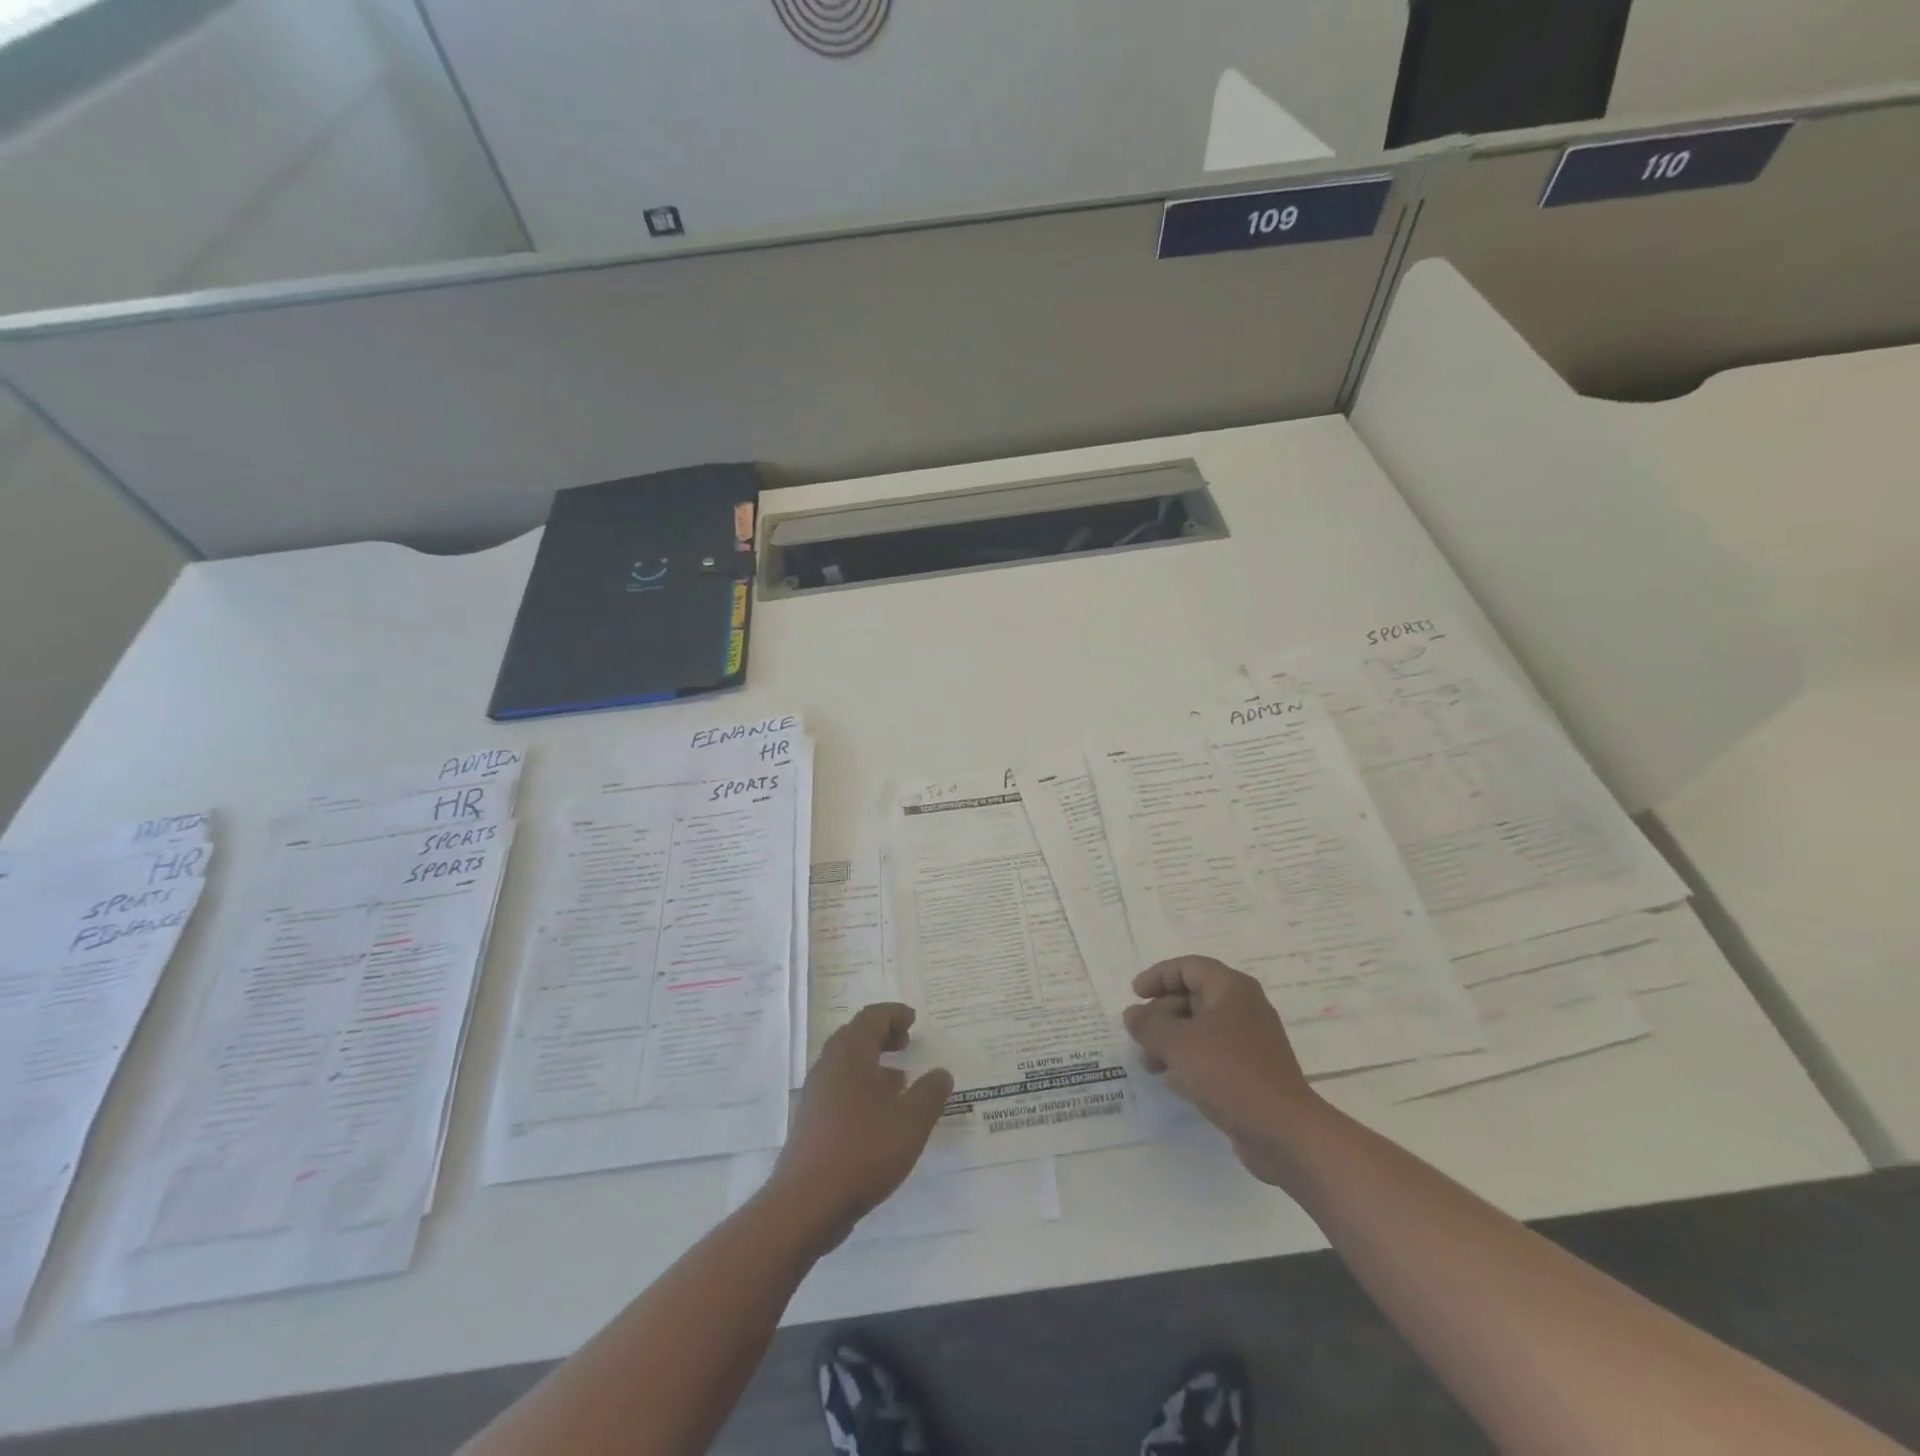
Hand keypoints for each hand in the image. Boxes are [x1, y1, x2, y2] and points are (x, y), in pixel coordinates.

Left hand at [766, 1003, 953, 1250]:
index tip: (913, 1020)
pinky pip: (840, 1089)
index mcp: (849, 1054)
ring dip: (873, 1064)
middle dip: (882, 1035)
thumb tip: (941, 1074)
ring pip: (847, 1065)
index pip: (871, 1018)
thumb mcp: (910, 1122)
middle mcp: (828, 1066)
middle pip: (855, 1037)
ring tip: (900, 1080)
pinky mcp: (812, 1122)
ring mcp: (816, 1095)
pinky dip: (862, 1087)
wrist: (806, 1204)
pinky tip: (880, 1114)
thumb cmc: (862, 1151)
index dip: (894, 1014)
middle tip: (906, 1042)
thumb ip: (930, 1094)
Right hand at [1123, 957, 1318, 1185]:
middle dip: (1161, 1015)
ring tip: (1150, 1064)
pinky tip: (1174, 1083)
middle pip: (1193, 997)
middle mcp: (1244, 1008)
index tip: (1135, 995)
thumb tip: (1133, 1014)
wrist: (1283, 1131)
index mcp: (1231, 988)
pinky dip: (1190, 1061)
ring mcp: (1250, 1042)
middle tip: (1140, 1035)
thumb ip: (1148, 1024)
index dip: (1158, 976)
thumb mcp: (1176, 1043)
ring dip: (1171, 1041)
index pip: (1188, 967)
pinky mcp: (1252, 1072)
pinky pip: (1213, 1055)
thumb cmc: (1227, 1072)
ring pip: (1201, 1029)